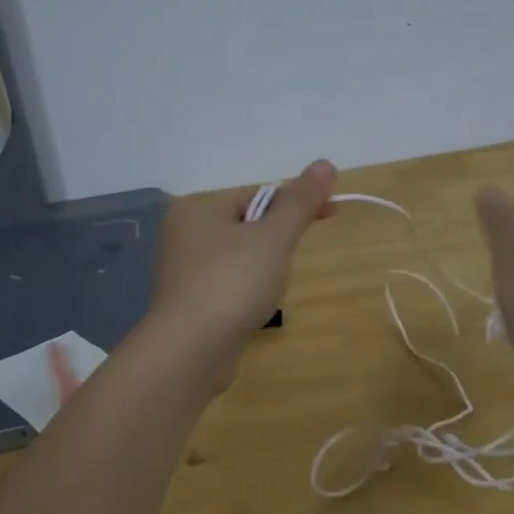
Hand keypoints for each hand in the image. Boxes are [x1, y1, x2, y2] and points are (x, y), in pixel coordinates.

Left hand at [149, 160, 338, 383]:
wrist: (191, 350)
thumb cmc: (233, 282)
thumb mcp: (274, 236)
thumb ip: (300, 201)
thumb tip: (325, 163)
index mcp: (198, 209)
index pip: (258, 195)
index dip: (296, 204)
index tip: (330, 214)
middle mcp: (184, 234)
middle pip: (248, 225)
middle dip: (277, 241)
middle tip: (292, 260)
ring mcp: (183, 271)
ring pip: (239, 257)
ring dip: (263, 268)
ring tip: (270, 290)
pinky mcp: (188, 303)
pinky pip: (228, 284)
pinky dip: (246, 291)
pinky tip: (253, 308)